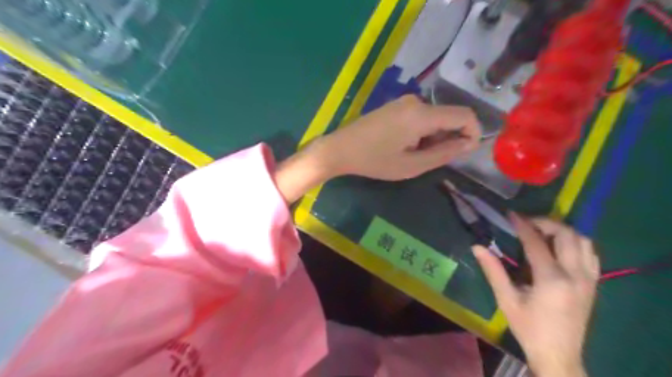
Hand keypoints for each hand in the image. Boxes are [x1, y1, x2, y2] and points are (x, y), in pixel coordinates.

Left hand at [276, 96, 480, 203]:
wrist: (340, 148)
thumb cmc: (374, 160)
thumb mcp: (411, 165)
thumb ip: (443, 153)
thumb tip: (469, 143)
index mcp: (422, 114)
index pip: (464, 115)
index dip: (473, 133)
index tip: (464, 153)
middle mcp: (416, 101)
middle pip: (449, 116)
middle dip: (449, 138)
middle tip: (429, 160)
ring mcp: (404, 101)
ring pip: (434, 117)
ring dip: (434, 137)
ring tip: (413, 155)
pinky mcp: (395, 106)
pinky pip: (420, 116)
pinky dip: (422, 132)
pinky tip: (405, 146)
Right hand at [471, 215, 597, 376]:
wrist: (559, 355)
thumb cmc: (528, 328)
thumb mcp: (506, 300)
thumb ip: (493, 271)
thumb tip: (477, 247)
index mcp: (551, 279)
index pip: (536, 242)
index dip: (523, 225)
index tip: (511, 214)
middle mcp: (575, 275)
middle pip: (567, 235)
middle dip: (546, 223)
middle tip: (527, 223)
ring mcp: (589, 279)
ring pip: (583, 241)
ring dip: (563, 231)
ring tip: (543, 233)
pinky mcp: (593, 284)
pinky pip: (591, 254)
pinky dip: (576, 243)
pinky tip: (560, 248)